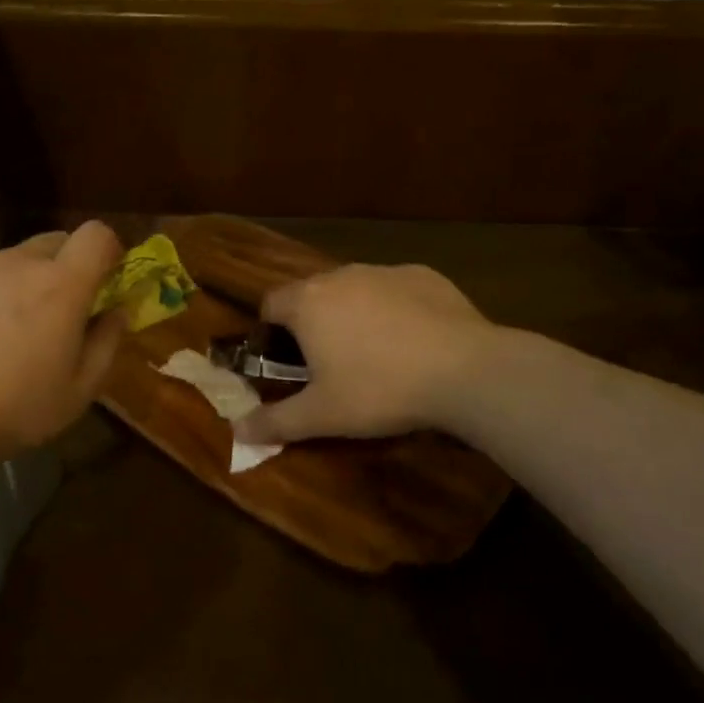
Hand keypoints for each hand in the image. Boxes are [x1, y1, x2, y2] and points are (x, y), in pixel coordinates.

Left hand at [0, 221, 124, 479]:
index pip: (97, 234)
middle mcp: (16, 262)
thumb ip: (107, 343)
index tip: (102, 282)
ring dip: (14, 286)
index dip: (106, 251)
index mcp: (60, 286)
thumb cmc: (7, 414)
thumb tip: (116, 310)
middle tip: (50, 315)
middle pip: (53, 243)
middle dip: (62, 270)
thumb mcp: (77, 394)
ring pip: (7, 263)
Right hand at [232, 263, 493, 446]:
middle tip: (330, 365)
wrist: (465, 370)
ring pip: (355, 290)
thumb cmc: (380, 389)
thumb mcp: (323, 415)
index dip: (271, 332)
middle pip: (312, 294)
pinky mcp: (424, 275)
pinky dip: (395, 310)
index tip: (286, 362)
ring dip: (354, 314)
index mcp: (308, 302)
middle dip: (314, 323)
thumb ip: (276, 421)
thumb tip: (238, 431)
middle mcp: (341, 275)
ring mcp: (384, 270)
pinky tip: (415, 342)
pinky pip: (395, 290)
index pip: (270, 304)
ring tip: (376, 354)